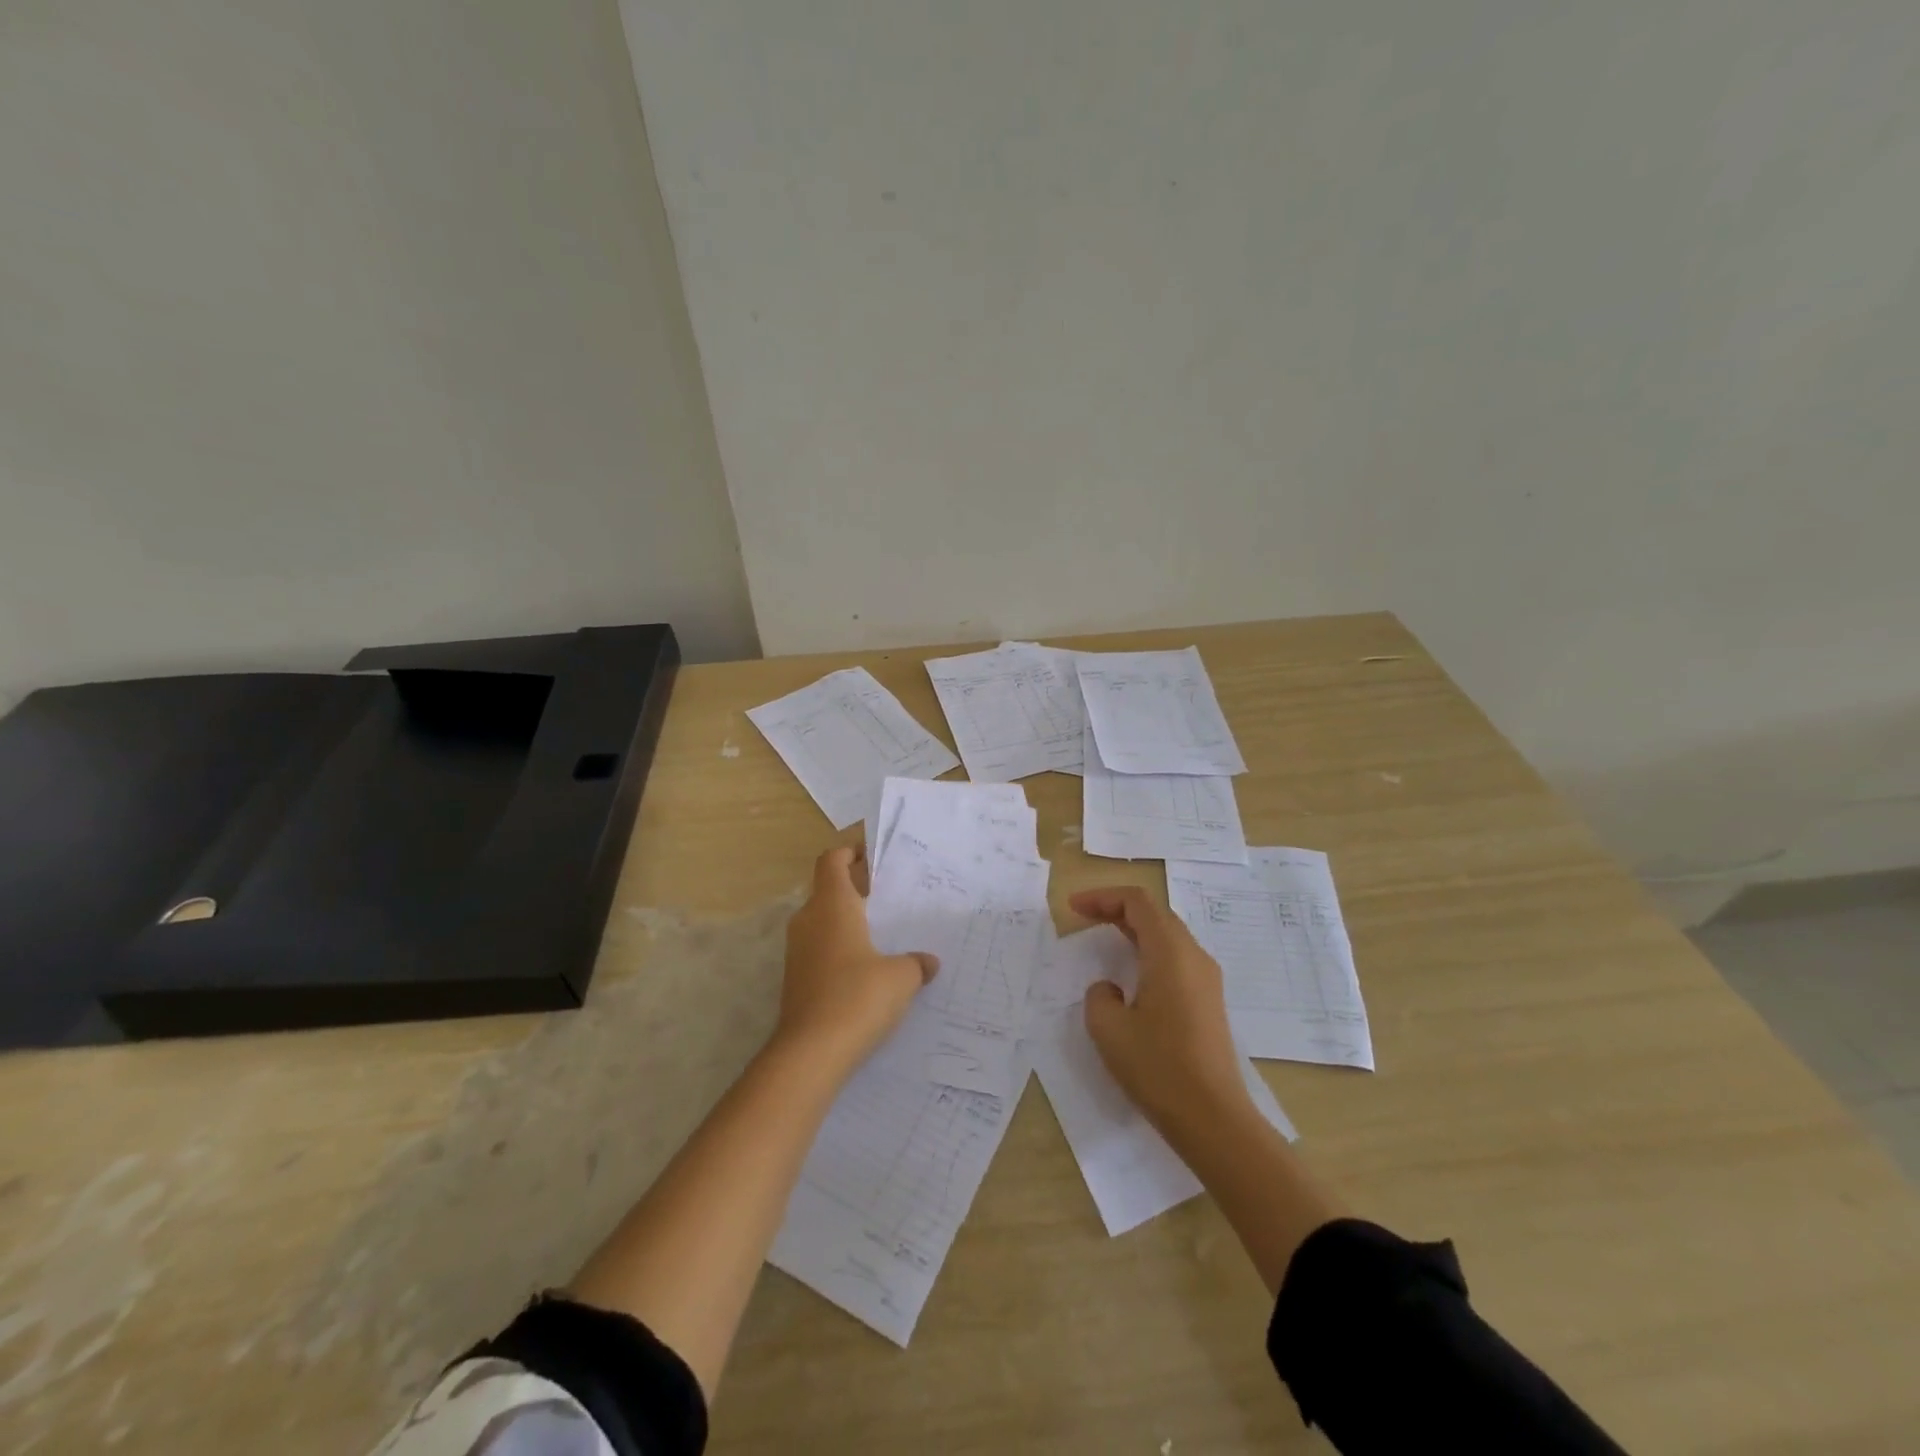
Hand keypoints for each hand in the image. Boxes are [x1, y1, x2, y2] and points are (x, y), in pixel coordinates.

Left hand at [776, 846, 938, 1072]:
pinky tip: (867, 969)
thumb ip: (915, 963)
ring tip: (882, 933)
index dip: (849, 852)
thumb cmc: (858, 997)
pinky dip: (840, 948)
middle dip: (854, 888)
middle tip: (887, 896)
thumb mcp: (900, 977)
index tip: (872, 855)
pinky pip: (819, 949)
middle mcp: (809, 920)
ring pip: (822, 921)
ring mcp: (797, 951)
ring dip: (847, 921)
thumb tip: (928, 962)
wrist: (810, 1053)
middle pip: (827, 889)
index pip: (832, 861)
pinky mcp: (795, 979)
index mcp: (832, 905)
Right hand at [1071, 886, 1253, 1137]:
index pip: (1137, 902)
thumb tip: (1111, 989)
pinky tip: (1130, 975)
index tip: (1073, 908)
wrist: (1214, 1118)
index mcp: (1170, 952)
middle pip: (1155, 913)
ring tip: (1103, 940)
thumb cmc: (1158, 1068)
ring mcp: (1206, 979)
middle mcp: (1193, 956)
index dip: (1102, 897)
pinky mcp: (1208, 1001)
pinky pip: (1176, 958)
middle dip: (1117, 908)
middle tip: (1084, 917)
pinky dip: (1148, 951)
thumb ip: (1099, 996)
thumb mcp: (1109, 1029)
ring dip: (1134, 930)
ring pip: (1167, 935)